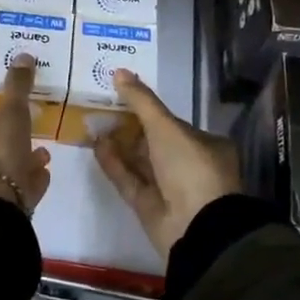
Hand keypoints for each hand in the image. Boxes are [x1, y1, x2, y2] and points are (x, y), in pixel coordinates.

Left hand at [0, 55, 51, 213]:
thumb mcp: (10, 114)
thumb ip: (17, 87)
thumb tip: (23, 54)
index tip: (16, 110)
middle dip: (15, 138)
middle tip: (34, 130)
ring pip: (8, 168)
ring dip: (25, 159)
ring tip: (44, 153)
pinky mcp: (2, 208)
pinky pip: (19, 188)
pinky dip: (31, 179)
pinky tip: (44, 174)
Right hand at [93, 69, 241, 256]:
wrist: (197, 228)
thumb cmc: (190, 168)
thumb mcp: (165, 127)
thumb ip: (141, 100)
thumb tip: (119, 71)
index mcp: (206, 145)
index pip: (173, 123)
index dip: (148, 110)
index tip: (122, 97)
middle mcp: (190, 166)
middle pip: (154, 142)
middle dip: (129, 127)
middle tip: (101, 109)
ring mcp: (170, 189)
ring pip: (139, 162)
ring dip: (118, 145)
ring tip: (93, 125)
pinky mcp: (150, 207)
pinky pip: (129, 180)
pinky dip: (114, 164)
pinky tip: (96, 146)